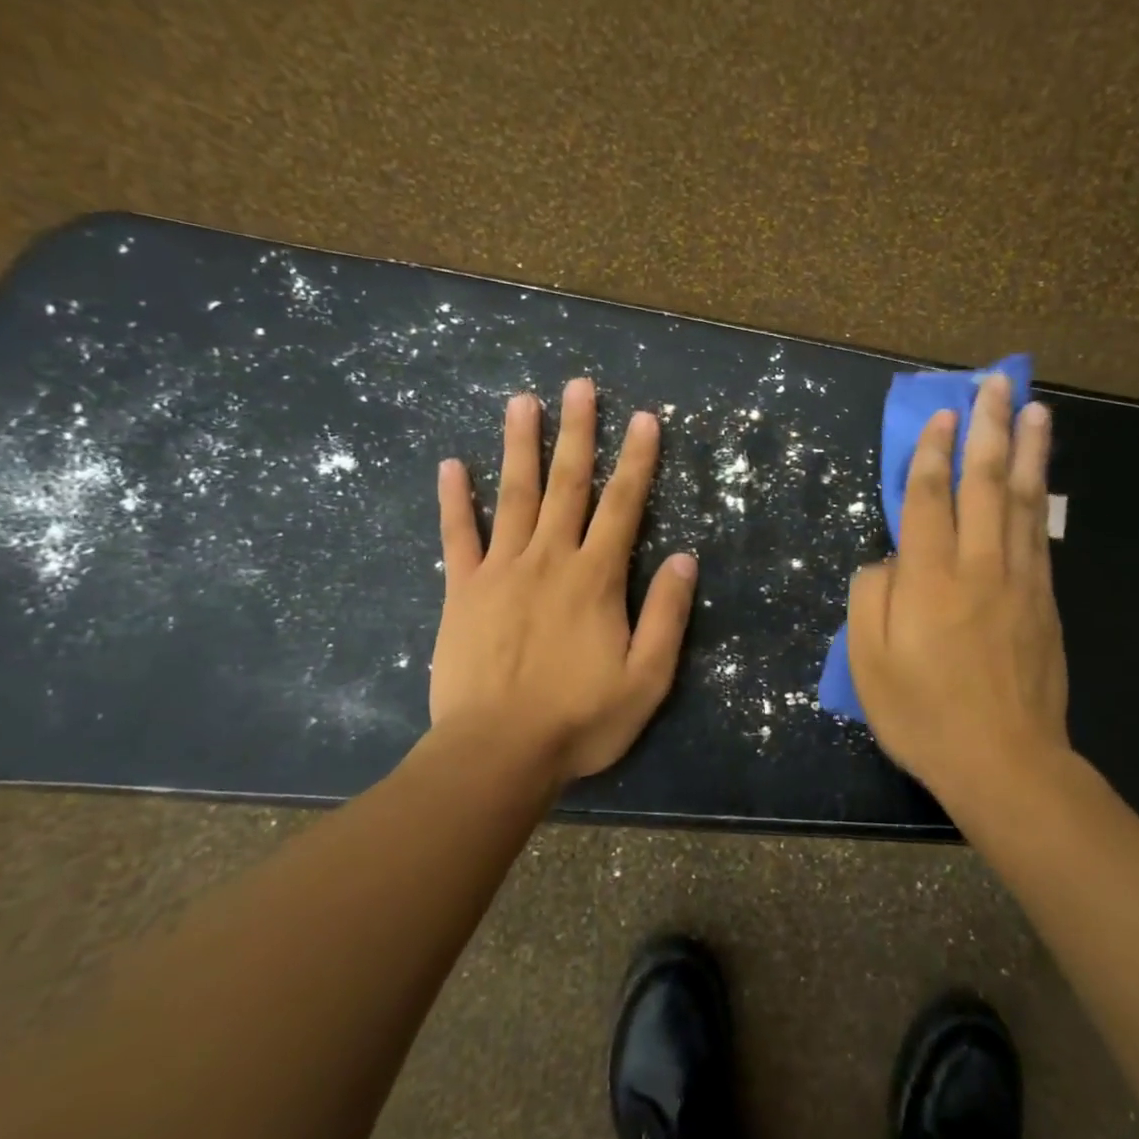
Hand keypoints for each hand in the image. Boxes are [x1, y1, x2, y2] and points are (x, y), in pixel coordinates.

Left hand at [429, 378, 697, 784]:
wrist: (497, 752)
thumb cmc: (580, 720)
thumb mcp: (647, 678)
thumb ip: (667, 616)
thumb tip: (686, 559)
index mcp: (595, 578)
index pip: (623, 505)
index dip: (637, 460)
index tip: (644, 418)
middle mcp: (549, 559)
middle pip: (567, 484)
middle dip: (577, 432)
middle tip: (578, 385)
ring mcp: (500, 570)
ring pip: (513, 494)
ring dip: (520, 445)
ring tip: (522, 401)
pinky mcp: (463, 590)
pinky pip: (458, 536)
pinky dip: (455, 499)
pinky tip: (452, 465)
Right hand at [846, 374, 1074, 802]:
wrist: (1006, 762)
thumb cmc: (924, 715)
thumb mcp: (868, 663)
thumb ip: (871, 597)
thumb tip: (887, 559)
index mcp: (928, 578)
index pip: (929, 497)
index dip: (933, 452)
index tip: (942, 415)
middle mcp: (978, 566)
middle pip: (985, 482)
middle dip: (989, 428)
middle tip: (997, 385)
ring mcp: (1019, 581)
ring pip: (1022, 500)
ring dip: (1027, 449)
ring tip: (1033, 409)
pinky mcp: (1044, 601)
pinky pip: (1039, 534)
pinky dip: (1038, 496)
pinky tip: (1039, 476)